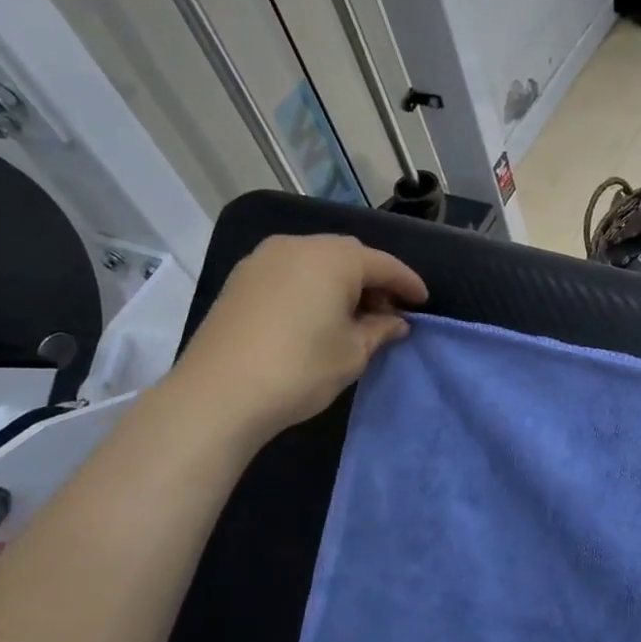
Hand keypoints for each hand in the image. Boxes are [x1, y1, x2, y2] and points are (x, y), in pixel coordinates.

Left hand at [167, 234, 426, 447]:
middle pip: (348, 256)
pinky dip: (310, 285)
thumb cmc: (300, 369)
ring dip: (340, 281)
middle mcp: (299, 246)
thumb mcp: (353, 353)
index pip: (383, 264)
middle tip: (387, 310)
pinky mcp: (241, 279)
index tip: (423, 301)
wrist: (217, 395)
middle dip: (372, 279)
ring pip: (316, 261)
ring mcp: (263, 259)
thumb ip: (380, 330)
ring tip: (351, 314)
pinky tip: (315, 314)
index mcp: (334, 258)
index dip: (407, 283)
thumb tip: (395, 322)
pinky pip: (290, 272)